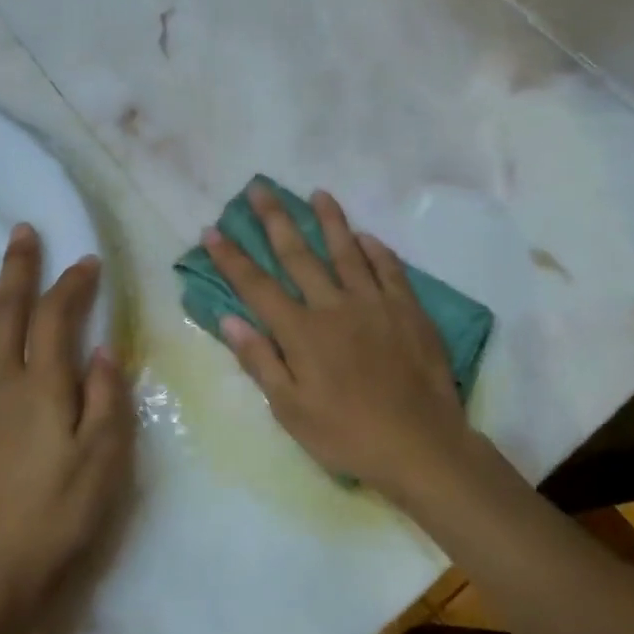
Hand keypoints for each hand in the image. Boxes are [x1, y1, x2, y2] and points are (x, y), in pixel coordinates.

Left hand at [0, 224, 133, 633]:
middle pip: (7, 310)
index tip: (87, 261)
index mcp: (41, 386)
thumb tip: (105, 350)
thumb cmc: (52, 518)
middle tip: (23, 233)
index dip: (72, 283)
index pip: (56, 316)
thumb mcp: (102, 463)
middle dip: (19, 268)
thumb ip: (107, 400)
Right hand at [203, 185, 474, 505]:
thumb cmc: (347, 435)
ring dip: (330, 220)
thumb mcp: (291, 410)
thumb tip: (228, 318)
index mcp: (301, 332)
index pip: (257, 286)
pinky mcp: (407, 310)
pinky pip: (390, 269)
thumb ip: (260, 360)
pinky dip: (376, 250)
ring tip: (318, 193)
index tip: (212, 229)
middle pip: (298, 254)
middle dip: (275, 219)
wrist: (420, 445)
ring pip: (346, 251)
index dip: (231, 257)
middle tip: (259, 188)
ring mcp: (374, 303)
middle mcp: (334, 306)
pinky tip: (367, 237)